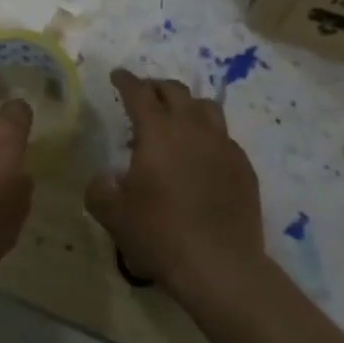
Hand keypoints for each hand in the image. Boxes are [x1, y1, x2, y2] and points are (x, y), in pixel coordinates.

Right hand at [87, 68, 265, 301]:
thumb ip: (100, 190)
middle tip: (145, 95)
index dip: (126, 81)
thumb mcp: (113, 215)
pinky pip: (224, 137)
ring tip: (177, 117)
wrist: (219, 266)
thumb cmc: (160, 235)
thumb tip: (104, 179)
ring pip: (206, 107)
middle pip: (175, 91)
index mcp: (157, 132)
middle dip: (156, 87)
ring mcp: (223, 145)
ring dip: (187, 105)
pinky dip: (208, 135)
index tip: (117, 75)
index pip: (139, 92)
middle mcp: (192, 128)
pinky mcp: (243, 166)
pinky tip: (202, 154)